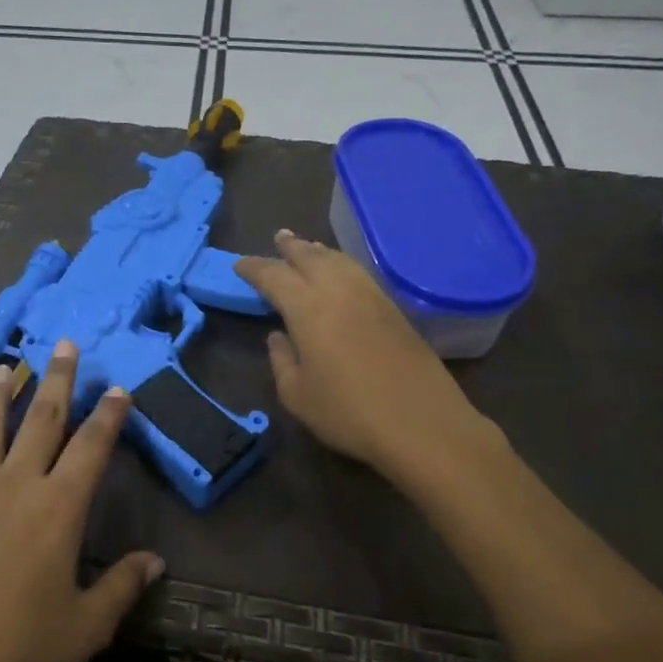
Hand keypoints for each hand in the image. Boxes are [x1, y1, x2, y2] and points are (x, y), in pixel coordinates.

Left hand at [0, 343, 163, 661]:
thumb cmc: (19, 652)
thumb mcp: (85, 627)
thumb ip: (123, 587)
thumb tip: (156, 562)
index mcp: (58, 509)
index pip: (91, 448)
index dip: (108, 416)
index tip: (117, 387)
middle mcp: (14, 488)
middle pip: (40, 422)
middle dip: (56, 380)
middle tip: (63, 345)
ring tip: (3, 369)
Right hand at [237, 230, 499, 484]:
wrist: (422, 424)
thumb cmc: (349, 413)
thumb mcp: (297, 396)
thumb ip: (281, 361)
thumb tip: (278, 336)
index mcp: (307, 308)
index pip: (274, 276)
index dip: (254, 268)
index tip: (240, 265)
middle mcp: (338, 291)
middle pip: (310, 257)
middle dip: (291, 246)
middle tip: (278, 238)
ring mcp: (371, 297)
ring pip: (339, 261)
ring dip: (318, 251)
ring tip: (307, 247)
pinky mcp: (394, 309)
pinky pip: (359, 273)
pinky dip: (341, 264)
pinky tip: (340, 272)